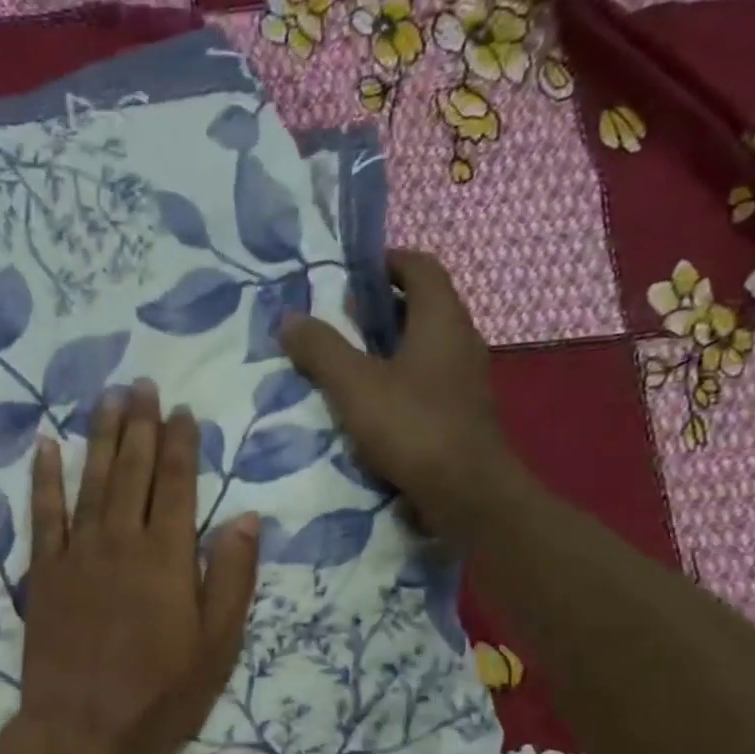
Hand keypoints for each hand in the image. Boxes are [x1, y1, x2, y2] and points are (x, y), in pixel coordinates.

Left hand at [14, 382, 259, 753]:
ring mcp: (78, 554)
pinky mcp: (45, 574)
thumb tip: (246, 517)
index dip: (181, 444)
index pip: (178, 484)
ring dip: (99, 437)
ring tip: (106, 398)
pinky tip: (45, 446)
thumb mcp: (217, 646)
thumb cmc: (160, 695)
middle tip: (142, 385)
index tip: (182, 411)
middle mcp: (121, 541)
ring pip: (90, 481)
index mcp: (168, 557)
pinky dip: (44, 479)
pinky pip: (43, 515)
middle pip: (132, 471)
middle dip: (140, 425)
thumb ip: (231, 578)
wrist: (84, 730)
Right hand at [280, 248, 518, 544]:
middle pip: (421, 306)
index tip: (351, 273)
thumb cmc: (411, 426)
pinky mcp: (459, 413)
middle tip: (337, 320)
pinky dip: (396, 380)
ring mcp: (463, 380)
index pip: (420, 267)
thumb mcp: (354, 385)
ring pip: (422, 347)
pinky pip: (424, 381)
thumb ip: (322, 350)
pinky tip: (368, 404)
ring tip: (345, 363)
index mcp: (441, 319)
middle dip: (380, 308)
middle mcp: (459, 340)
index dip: (386, 262)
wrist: (465, 491)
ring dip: (386, 347)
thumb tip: (289, 318)